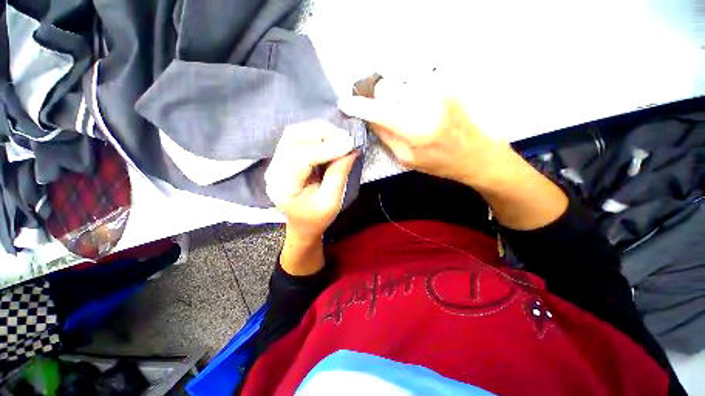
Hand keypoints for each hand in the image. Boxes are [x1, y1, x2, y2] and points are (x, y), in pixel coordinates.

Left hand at [265, 120, 357, 240]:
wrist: (303, 225)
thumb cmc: (317, 218)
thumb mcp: (331, 201)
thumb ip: (339, 174)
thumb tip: (352, 149)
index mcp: (283, 186)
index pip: (301, 157)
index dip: (327, 148)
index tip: (350, 144)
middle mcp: (274, 169)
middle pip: (293, 138)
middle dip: (322, 133)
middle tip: (346, 137)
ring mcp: (276, 161)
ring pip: (295, 133)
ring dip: (319, 130)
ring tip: (340, 137)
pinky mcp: (283, 157)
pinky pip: (298, 137)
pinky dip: (316, 134)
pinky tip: (330, 139)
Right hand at [339, 78, 511, 187]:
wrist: (476, 155)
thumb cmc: (439, 163)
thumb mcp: (407, 159)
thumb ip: (386, 137)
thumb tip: (369, 118)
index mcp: (416, 132)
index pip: (380, 112)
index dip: (360, 106)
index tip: (345, 103)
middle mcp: (428, 106)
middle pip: (388, 87)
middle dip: (378, 97)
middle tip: (380, 109)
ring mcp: (440, 91)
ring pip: (401, 82)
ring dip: (394, 94)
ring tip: (403, 110)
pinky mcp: (447, 85)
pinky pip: (416, 82)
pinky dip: (408, 92)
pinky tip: (417, 106)